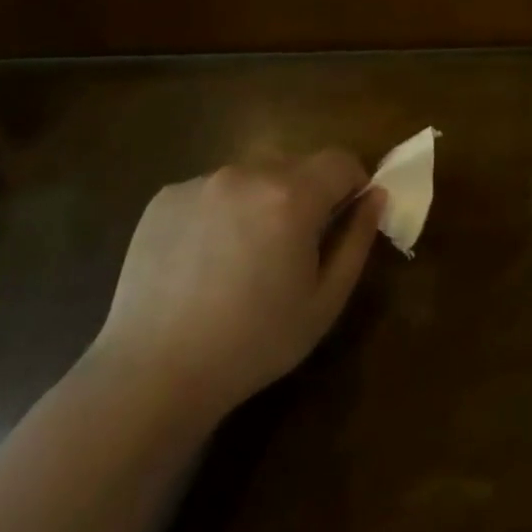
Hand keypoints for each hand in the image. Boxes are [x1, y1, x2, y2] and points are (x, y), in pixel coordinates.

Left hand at [91, 151, 385, 421]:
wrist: (155, 371)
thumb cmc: (254, 343)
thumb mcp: (324, 301)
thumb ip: (357, 240)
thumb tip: (376, 195)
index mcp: (292, 195)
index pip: (340, 160)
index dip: (352, 184)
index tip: (344, 218)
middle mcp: (247, 173)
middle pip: (295, 164)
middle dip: (306, 194)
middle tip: (292, 247)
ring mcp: (201, 181)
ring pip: (251, 175)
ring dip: (261, 199)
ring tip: (243, 256)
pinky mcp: (166, 196)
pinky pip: (210, 190)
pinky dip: (220, 211)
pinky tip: (204, 259)